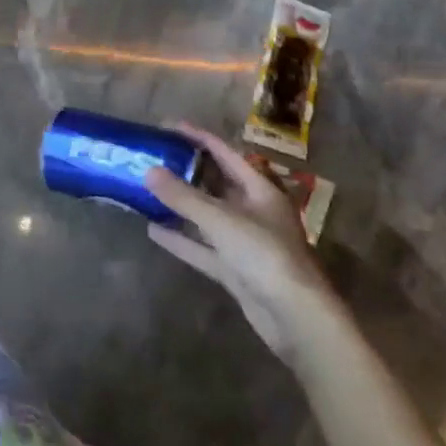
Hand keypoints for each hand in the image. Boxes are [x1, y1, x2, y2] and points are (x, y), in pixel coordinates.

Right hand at [143, 123, 333, 355]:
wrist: (297, 319)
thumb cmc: (265, 255)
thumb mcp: (221, 220)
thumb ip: (183, 196)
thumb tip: (148, 171)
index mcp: (260, 190)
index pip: (225, 153)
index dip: (197, 138)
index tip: (168, 126)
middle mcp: (254, 211)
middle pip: (216, 183)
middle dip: (186, 171)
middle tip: (154, 158)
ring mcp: (245, 242)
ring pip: (207, 216)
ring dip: (180, 205)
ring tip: (148, 190)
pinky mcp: (236, 270)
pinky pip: (203, 247)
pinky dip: (181, 238)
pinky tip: (153, 230)